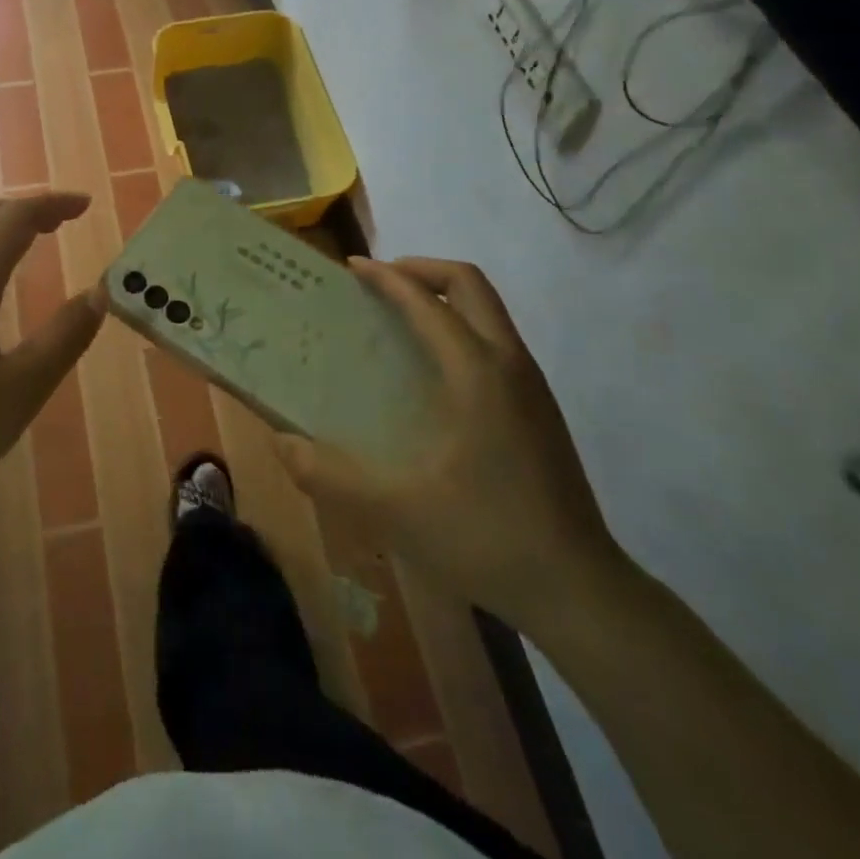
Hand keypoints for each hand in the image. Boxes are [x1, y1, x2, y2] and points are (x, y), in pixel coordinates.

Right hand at [276, 256, 624, 633]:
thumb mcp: (395, 510)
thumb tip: (280, 443)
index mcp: (476, 372)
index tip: (351, 268)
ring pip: (488, 309)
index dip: (387, 277)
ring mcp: (531, 385)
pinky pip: (495, 338)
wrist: (579, 590)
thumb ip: (329, 475)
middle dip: (421, 270)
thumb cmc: (485, 537)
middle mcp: (509, 363)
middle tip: (378, 284)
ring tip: (397, 320)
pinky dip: (460, 326)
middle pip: (469, 283)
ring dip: (443, 296)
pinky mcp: (539, 408)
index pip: (428, 300)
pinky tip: (431, 372)